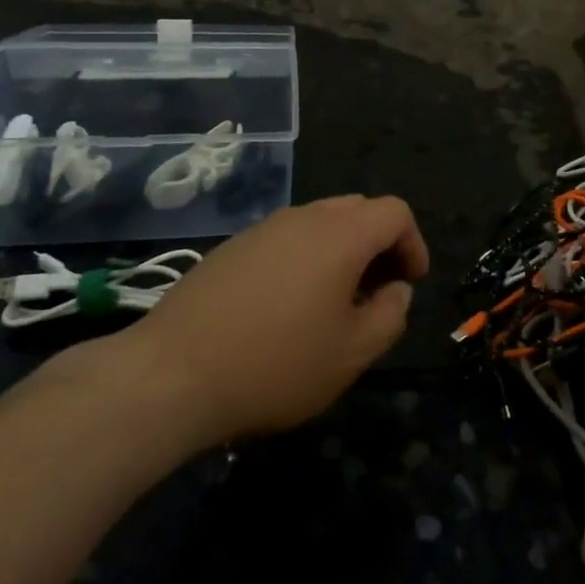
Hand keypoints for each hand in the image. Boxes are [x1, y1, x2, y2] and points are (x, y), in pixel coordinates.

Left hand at [84, 196, 429, 448]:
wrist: (170, 374)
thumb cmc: (275, 364)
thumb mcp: (351, 354)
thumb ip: (390, 315)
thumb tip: (396, 290)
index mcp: (340, 235)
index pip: (395, 212)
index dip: (413, 243)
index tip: (410, 283)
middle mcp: (303, 217)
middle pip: (358, 210)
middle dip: (380, 244)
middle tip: (378, 291)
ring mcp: (263, 228)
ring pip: (320, 222)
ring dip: (342, 251)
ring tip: (335, 302)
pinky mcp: (233, 246)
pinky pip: (286, 238)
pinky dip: (307, 257)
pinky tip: (289, 306)